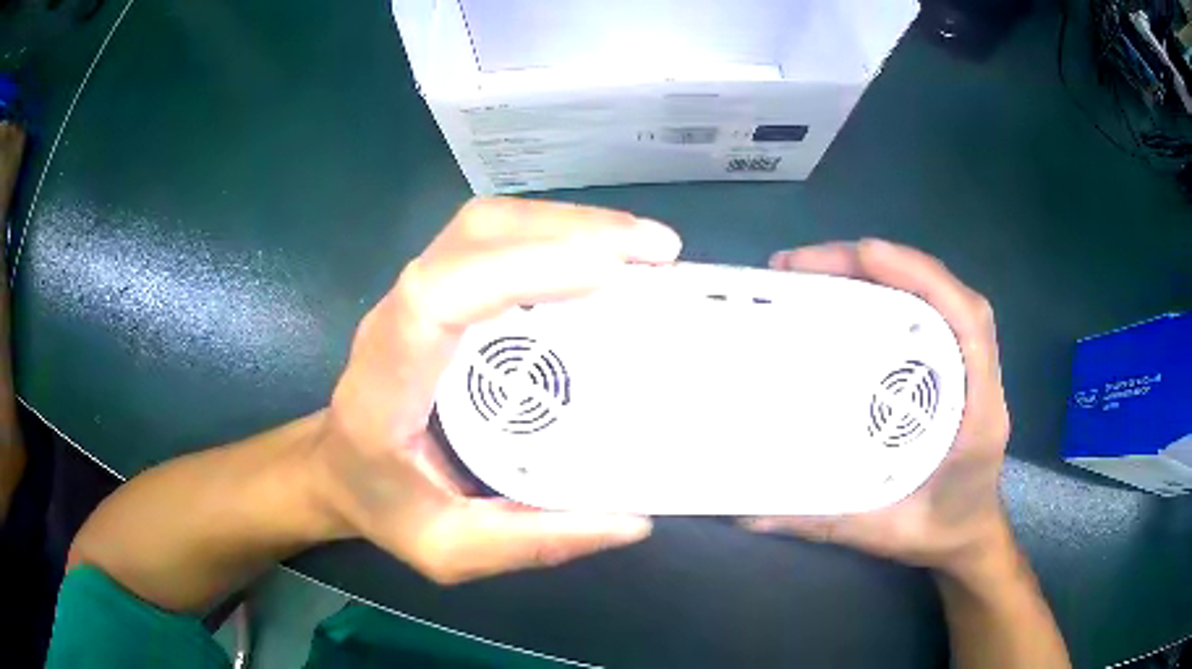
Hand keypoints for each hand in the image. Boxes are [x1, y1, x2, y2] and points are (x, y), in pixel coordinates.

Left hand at [310, 198, 681, 583]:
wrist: (338, 467)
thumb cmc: (382, 505)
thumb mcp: (448, 549)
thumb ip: (530, 541)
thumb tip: (630, 521)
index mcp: (385, 383)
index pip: (438, 297)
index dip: (519, 271)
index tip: (609, 275)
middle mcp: (394, 319)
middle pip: (472, 237)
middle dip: (569, 231)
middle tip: (656, 253)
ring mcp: (413, 295)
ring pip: (486, 225)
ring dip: (569, 224)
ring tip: (644, 248)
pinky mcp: (436, 290)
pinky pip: (494, 239)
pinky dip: (555, 234)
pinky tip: (604, 255)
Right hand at [745, 240, 1011, 574]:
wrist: (972, 537)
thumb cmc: (941, 533)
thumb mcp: (884, 533)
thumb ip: (823, 522)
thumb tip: (749, 515)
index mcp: (979, 412)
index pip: (968, 322)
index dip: (923, 278)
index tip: (865, 253)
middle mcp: (979, 378)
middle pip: (947, 297)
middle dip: (887, 265)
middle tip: (809, 264)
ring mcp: (970, 369)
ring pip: (941, 299)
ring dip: (890, 273)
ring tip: (823, 270)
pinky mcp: (955, 369)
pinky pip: (933, 316)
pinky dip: (897, 292)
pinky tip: (856, 297)